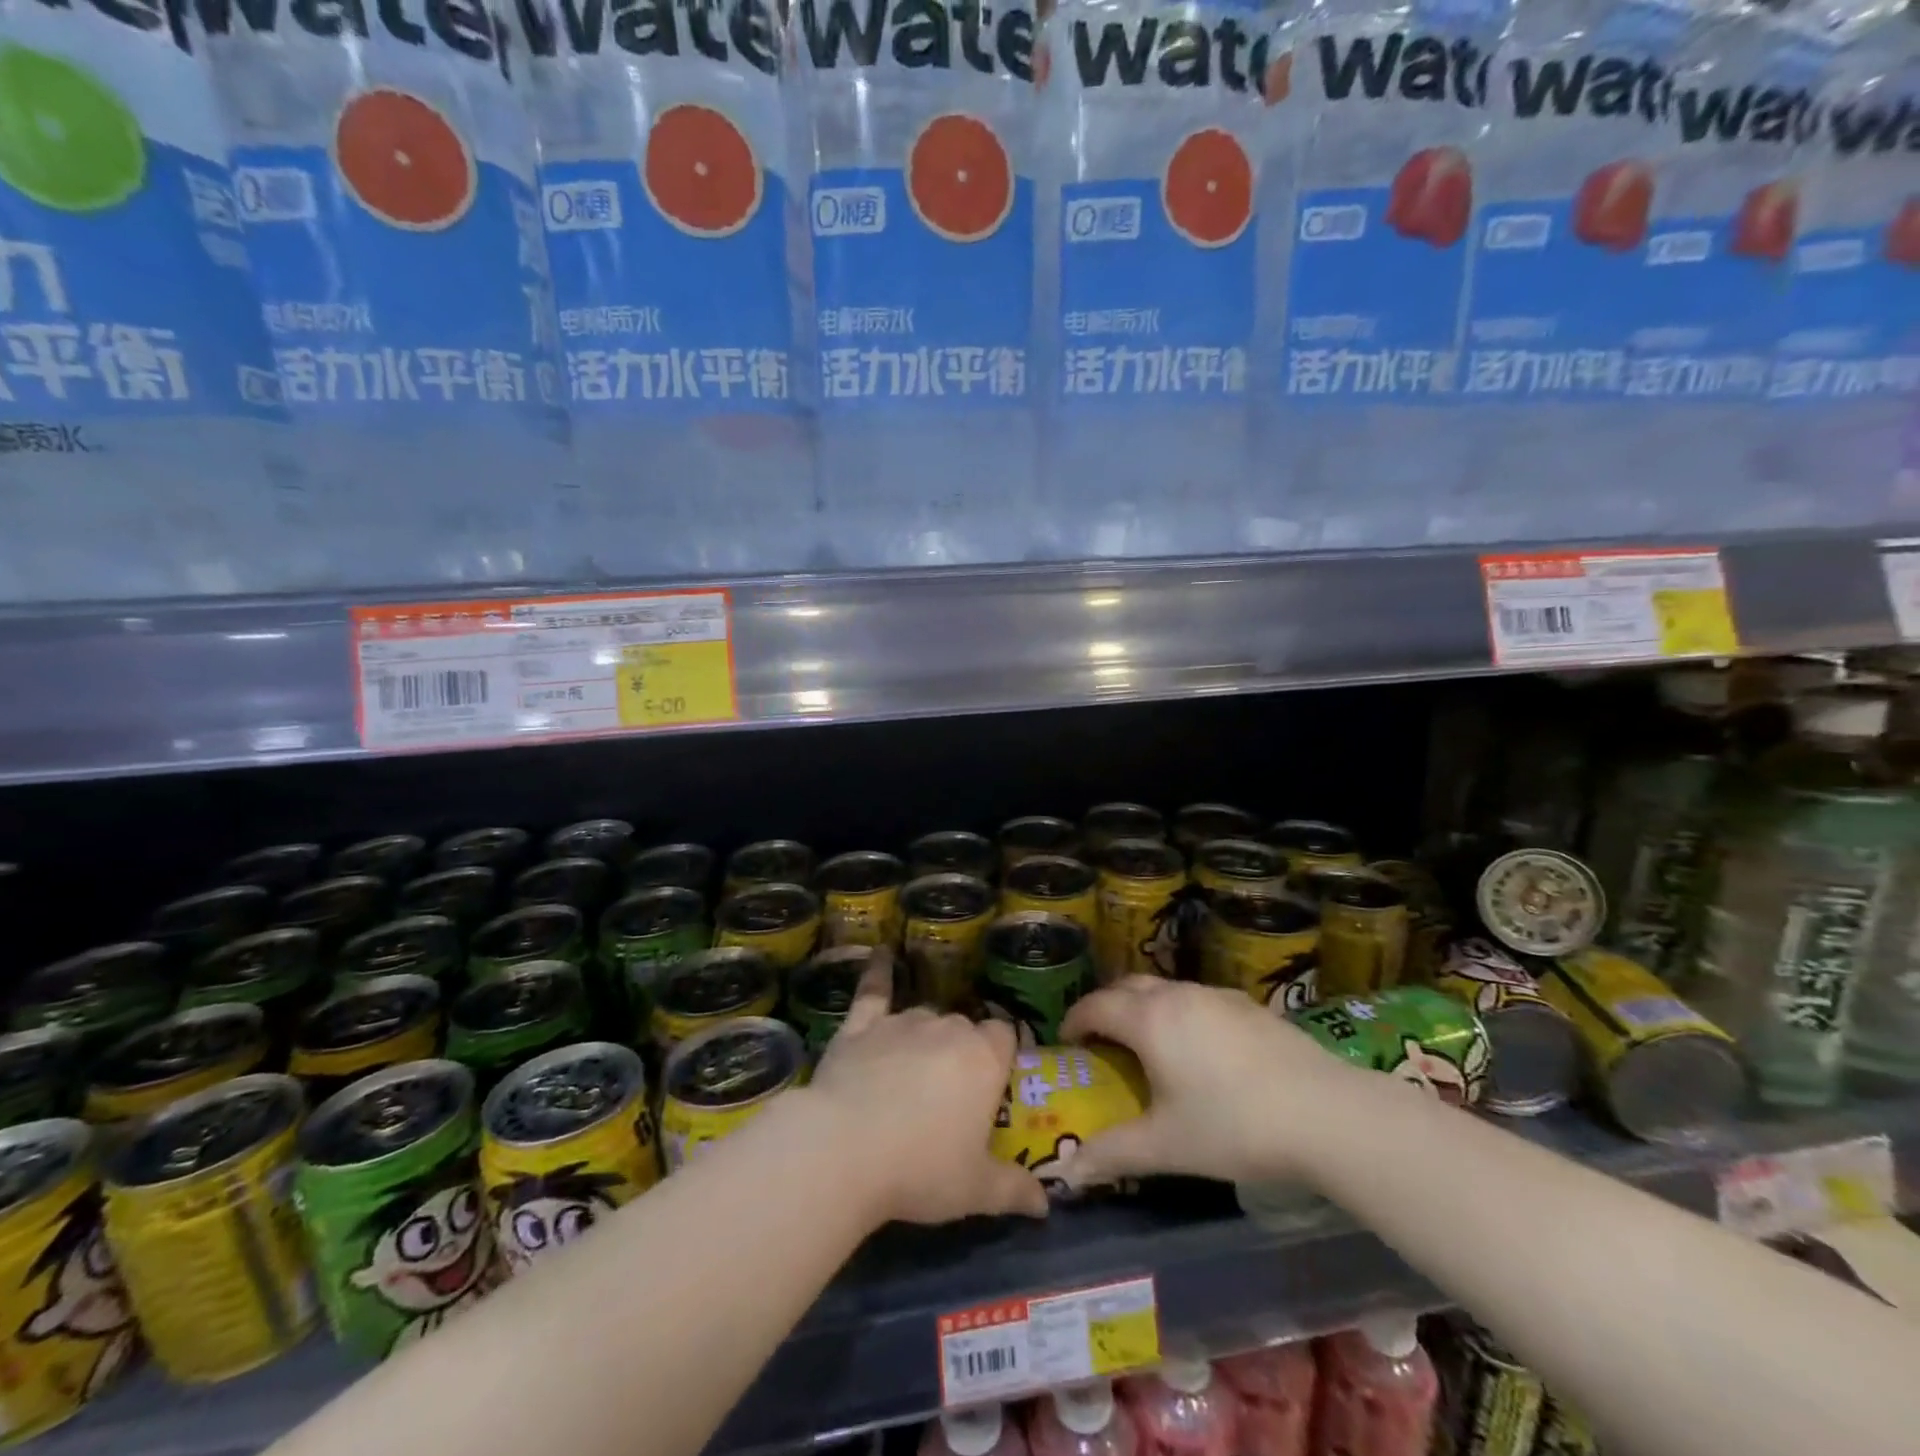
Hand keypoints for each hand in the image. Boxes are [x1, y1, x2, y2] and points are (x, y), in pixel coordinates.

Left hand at [808, 948, 1049, 1225]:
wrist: (844, 1149)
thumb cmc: (921, 1169)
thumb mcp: (975, 1189)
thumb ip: (1014, 1190)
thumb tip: (1047, 1205)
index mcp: (983, 1058)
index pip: (1005, 1036)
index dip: (1002, 1055)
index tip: (996, 1081)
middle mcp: (947, 1028)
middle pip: (965, 1028)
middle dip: (963, 1052)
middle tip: (952, 1093)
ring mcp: (902, 1023)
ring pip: (925, 1017)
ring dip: (926, 1037)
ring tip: (916, 1070)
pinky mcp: (861, 1026)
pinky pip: (874, 991)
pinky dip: (878, 973)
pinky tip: (880, 955)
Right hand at [1058, 976, 1366, 1188]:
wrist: (1327, 1113)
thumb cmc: (1233, 1126)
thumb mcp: (1166, 1146)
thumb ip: (1113, 1154)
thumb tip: (1068, 1172)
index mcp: (1149, 1019)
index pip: (1096, 1005)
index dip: (1074, 1020)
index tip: (1067, 1043)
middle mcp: (1178, 995)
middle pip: (1127, 986)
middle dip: (1107, 1007)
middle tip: (1101, 1041)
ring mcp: (1217, 996)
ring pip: (1165, 989)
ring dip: (1145, 1008)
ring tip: (1148, 1046)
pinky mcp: (1249, 1005)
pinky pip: (1198, 999)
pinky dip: (1180, 1014)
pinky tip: (1200, 1051)